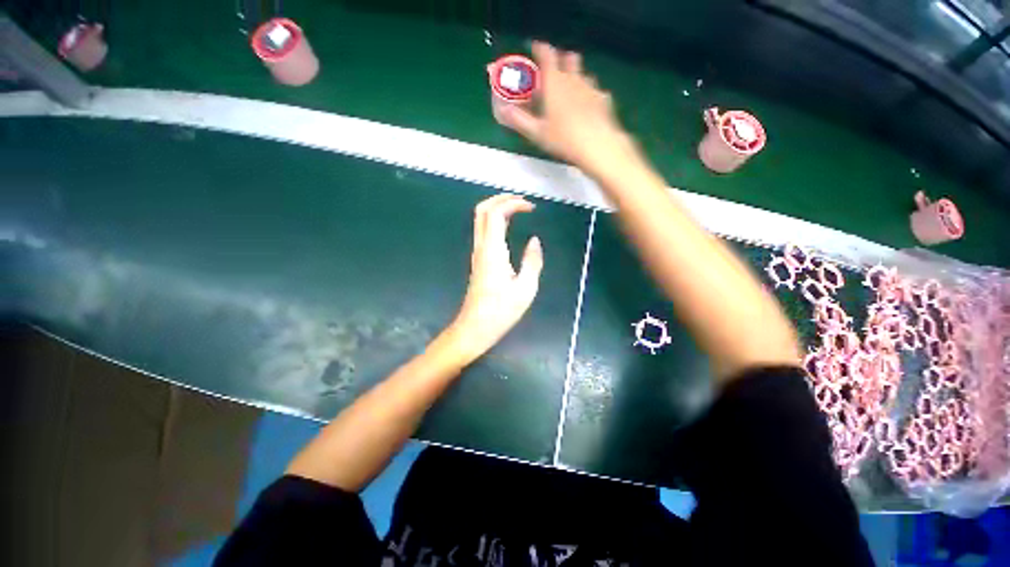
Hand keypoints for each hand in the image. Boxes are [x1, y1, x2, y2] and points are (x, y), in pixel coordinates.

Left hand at [446, 194, 543, 363]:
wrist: (475, 327)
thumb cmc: (501, 311)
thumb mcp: (526, 289)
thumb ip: (532, 261)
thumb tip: (534, 240)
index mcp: (493, 251)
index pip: (496, 214)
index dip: (512, 203)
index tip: (531, 208)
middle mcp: (481, 247)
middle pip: (482, 210)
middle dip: (501, 198)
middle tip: (521, 201)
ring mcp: (477, 253)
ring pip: (480, 220)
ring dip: (497, 208)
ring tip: (518, 209)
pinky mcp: (478, 260)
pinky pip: (483, 231)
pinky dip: (495, 221)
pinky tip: (508, 227)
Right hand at [497, 42, 638, 177]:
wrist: (597, 146)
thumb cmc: (563, 138)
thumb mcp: (537, 133)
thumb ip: (519, 120)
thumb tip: (503, 110)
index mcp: (555, 83)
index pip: (547, 55)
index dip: (540, 49)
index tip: (536, 49)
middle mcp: (574, 79)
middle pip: (569, 58)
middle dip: (561, 60)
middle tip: (553, 73)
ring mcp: (591, 88)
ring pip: (583, 74)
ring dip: (575, 78)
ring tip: (569, 92)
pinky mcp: (604, 100)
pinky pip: (595, 91)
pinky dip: (589, 94)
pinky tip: (587, 108)